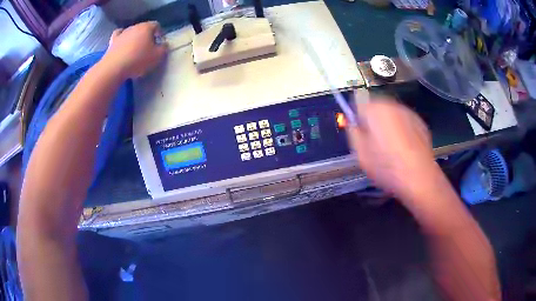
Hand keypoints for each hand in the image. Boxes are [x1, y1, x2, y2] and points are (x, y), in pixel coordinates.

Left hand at [103, 21, 166, 78]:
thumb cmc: (138, 60)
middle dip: (147, 37)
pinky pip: (118, 35)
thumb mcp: (157, 57)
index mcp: (147, 27)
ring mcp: (122, 33)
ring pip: (132, 32)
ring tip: (135, 50)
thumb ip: (163, 49)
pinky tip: (122, 43)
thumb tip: (163, 45)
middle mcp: (134, 27)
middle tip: (148, 49)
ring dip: (134, 39)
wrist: (114, 68)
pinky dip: (122, 38)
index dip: (160, 33)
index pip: (157, 25)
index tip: (160, 44)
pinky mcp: (112, 41)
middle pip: (143, 28)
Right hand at [347, 98, 443, 203]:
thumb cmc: (386, 166)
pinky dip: (401, 130)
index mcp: (374, 109)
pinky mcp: (420, 122)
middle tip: (374, 142)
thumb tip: (353, 123)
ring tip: (391, 147)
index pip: (357, 103)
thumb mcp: (360, 153)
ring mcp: (408, 112)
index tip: (359, 133)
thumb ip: (353, 133)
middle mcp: (392, 105)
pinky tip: (404, 148)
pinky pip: (404, 122)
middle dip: (373, 120)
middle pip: (376, 107)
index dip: (356, 118)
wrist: (419, 177)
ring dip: (388, 124)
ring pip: (391, 114)